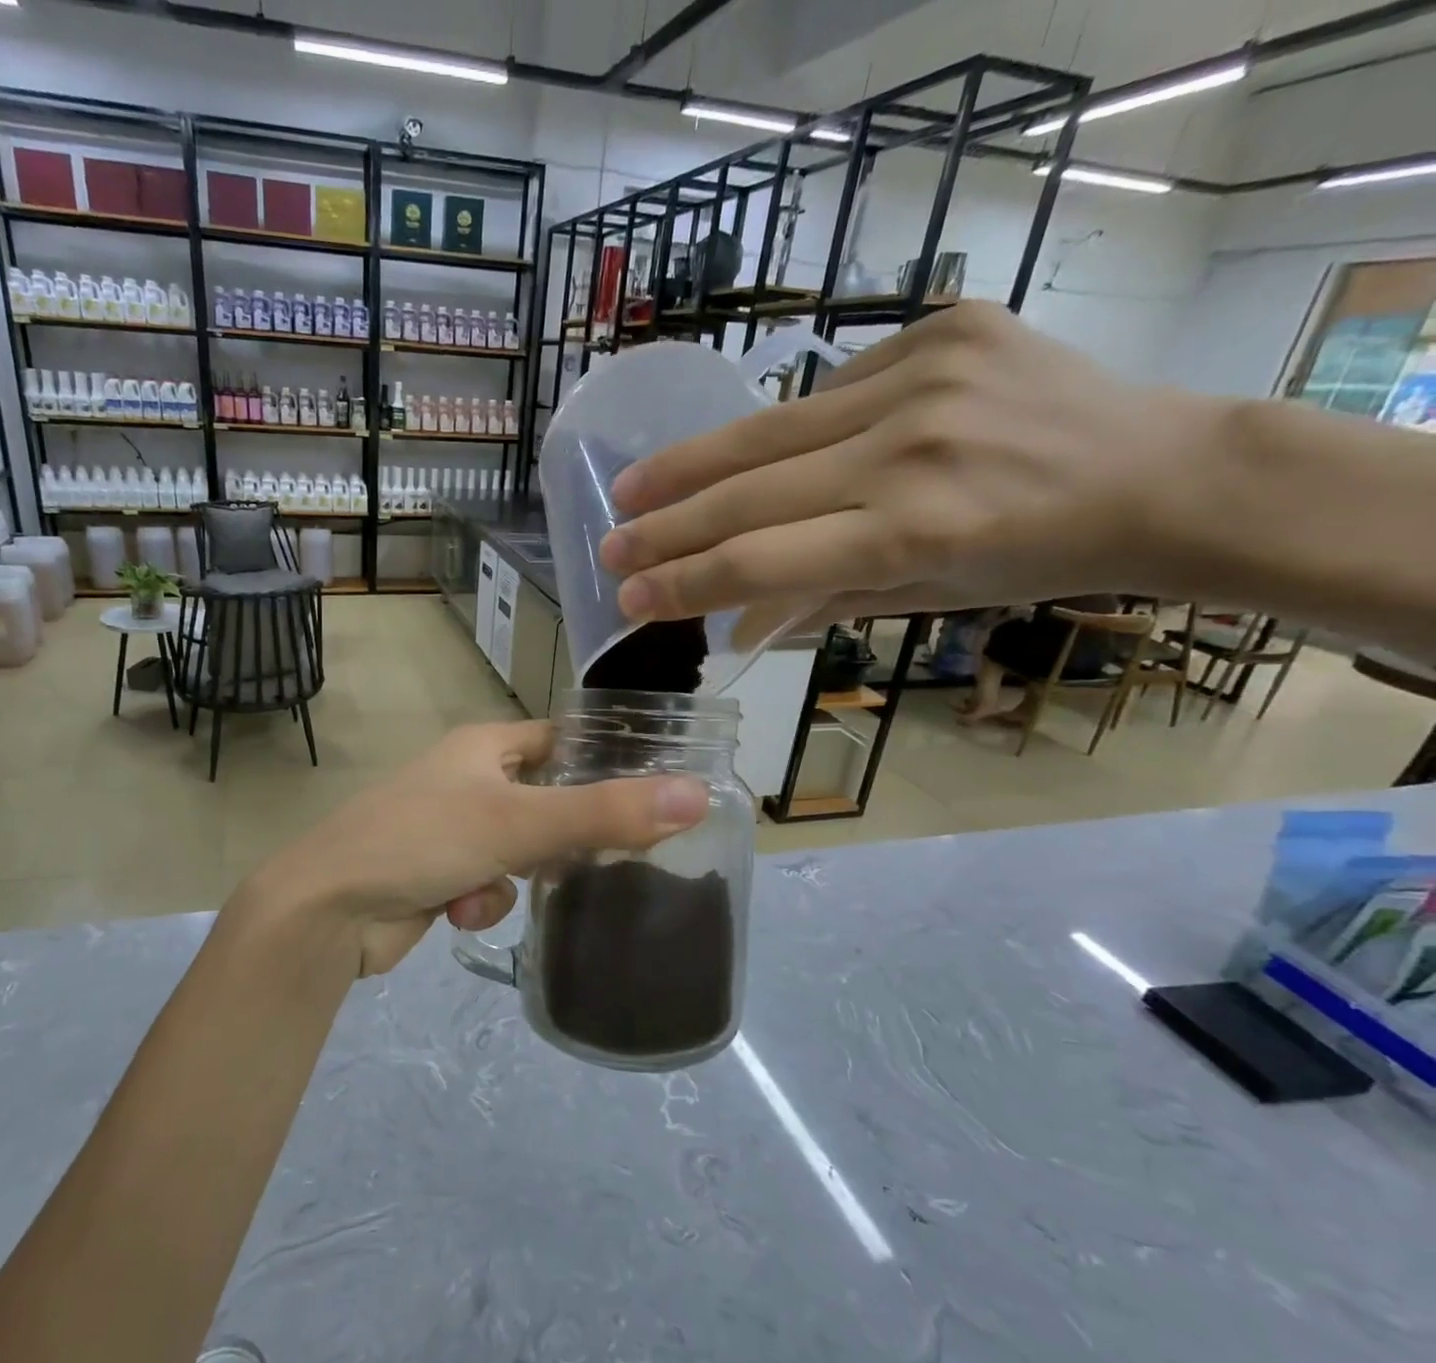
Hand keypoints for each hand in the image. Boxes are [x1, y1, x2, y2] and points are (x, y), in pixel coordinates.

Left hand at [238, 721, 708, 981]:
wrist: (329, 908)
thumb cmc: (422, 840)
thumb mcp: (518, 823)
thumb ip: (605, 812)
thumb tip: (696, 794)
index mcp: (484, 747)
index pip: (562, 740)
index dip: (604, 760)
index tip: (651, 791)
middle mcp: (468, 779)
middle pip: (547, 800)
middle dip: (567, 834)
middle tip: (607, 859)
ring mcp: (450, 827)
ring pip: (521, 850)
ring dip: (517, 876)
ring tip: (495, 887)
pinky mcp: (438, 873)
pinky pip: (488, 883)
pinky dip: (482, 900)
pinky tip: (457, 911)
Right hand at [597, 303, 1226, 641]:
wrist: (1156, 469)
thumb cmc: (1033, 560)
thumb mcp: (921, 600)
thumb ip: (815, 605)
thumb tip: (729, 629)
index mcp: (912, 534)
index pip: (760, 560)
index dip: (684, 581)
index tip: (628, 598)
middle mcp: (909, 451)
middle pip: (749, 492)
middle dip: (666, 527)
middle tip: (608, 546)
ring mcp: (923, 379)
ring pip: (769, 430)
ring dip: (690, 465)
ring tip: (634, 487)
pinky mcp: (939, 331)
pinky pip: (828, 391)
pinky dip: (785, 432)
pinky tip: (755, 456)